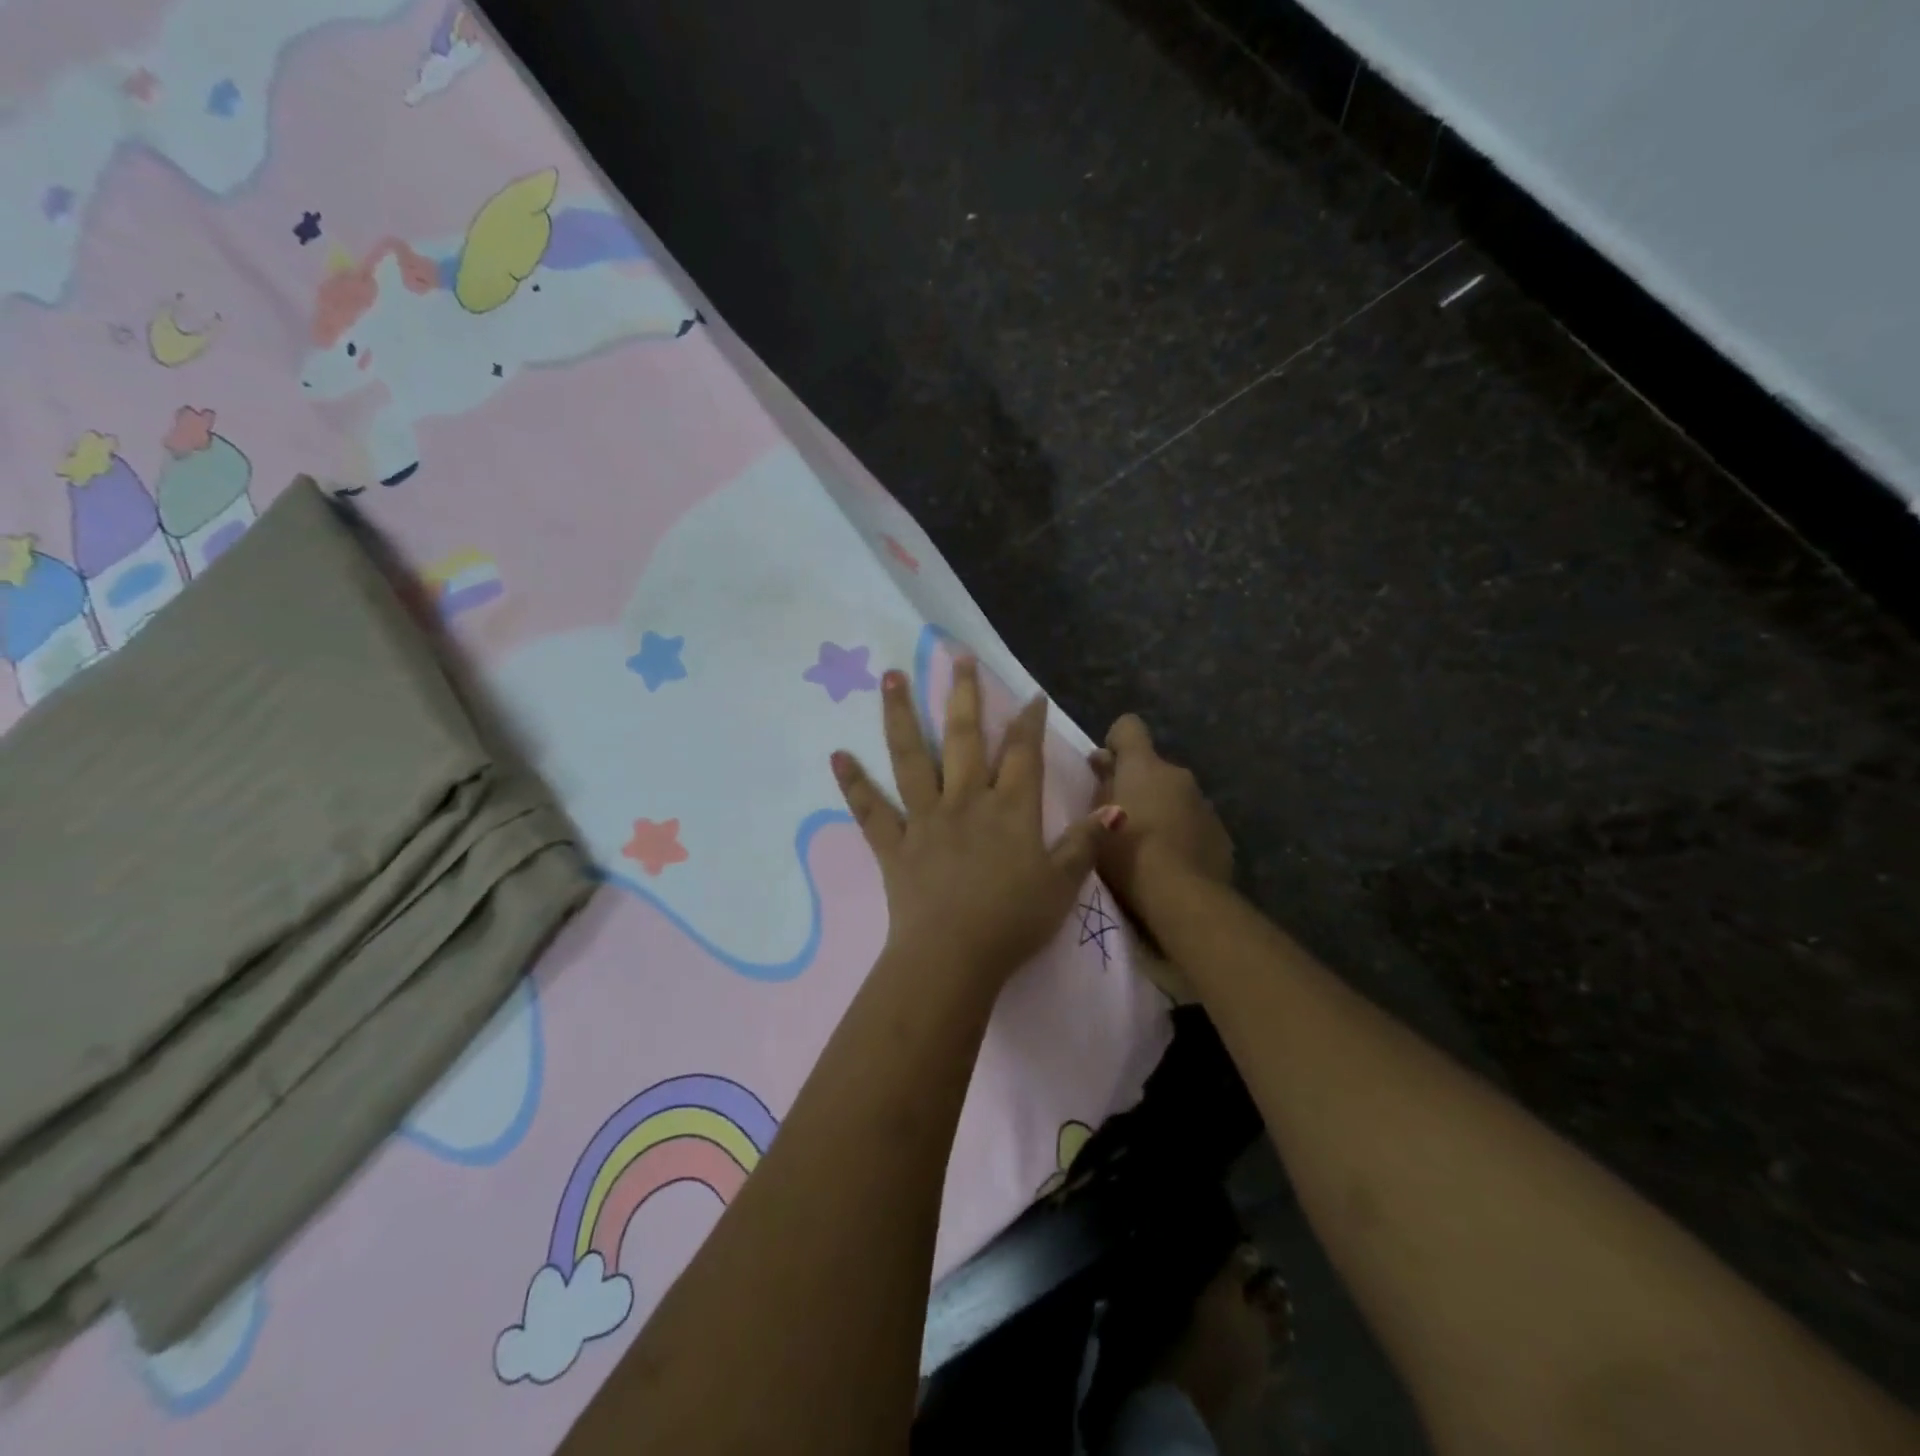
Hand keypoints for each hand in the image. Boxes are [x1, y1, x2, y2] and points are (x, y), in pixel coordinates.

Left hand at [832, 659, 1119, 982]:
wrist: (954, 957)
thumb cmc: (1013, 922)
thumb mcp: (1062, 885)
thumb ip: (1085, 843)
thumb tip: (1115, 807)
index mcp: (1009, 809)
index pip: (1022, 753)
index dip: (1028, 721)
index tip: (1029, 694)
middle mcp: (965, 801)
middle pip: (963, 738)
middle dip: (963, 695)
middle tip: (956, 656)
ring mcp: (925, 819)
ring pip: (911, 757)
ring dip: (901, 715)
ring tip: (891, 676)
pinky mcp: (893, 844)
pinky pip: (871, 809)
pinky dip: (853, 783)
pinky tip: (837, 755)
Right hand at [1090, 714, 1233, 914]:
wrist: (1182, 896)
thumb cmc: (1127, 853)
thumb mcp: (1096, 819)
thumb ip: (1102, 784)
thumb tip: (1103, 760)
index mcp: (1144, 766)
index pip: (1129, 727)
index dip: (1116, 741)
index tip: (1107, 766)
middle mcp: (1178, 774)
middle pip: (1153, 767)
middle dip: (1138, 784)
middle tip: (1120, 817)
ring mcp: (1203, 803)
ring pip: (1175, 795)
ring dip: (1161, 808)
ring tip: (1146, 845)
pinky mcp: (1220, 832)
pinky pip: (1193, 822)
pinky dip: (1181, 832)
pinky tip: (1170, 860)